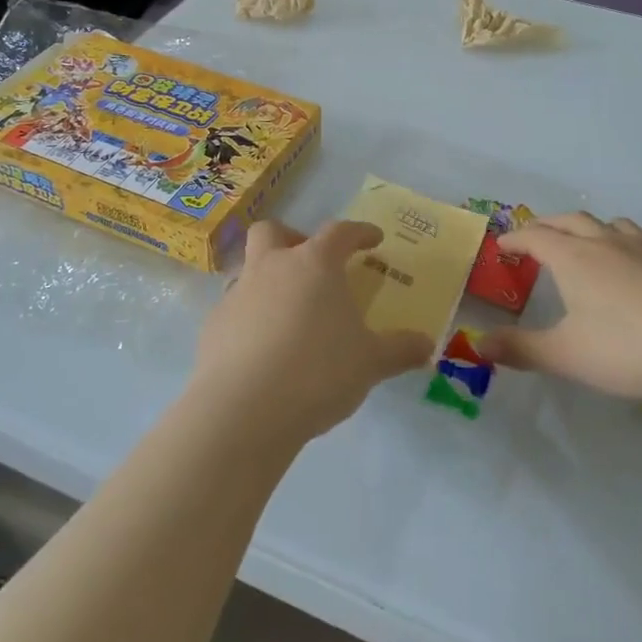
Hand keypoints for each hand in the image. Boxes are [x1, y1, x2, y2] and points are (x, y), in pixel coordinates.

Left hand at [189, 220, 435, 449]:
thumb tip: (427, 346)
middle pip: (273, 231)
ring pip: (248, 268)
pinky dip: (250, 318)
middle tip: (310, 264)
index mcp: (314, 265)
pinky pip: (234, 309)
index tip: (373, 239)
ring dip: (267, 280)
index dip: (359, 232)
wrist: (244, 410)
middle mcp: (271, 268)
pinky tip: (263, 349)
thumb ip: (400, 350)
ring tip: (288, 314)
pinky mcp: (213, 326)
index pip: (340, 232)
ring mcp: (237, 294)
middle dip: (292, 238)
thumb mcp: (371, 363)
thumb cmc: (317, 372)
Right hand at [476, 212, 641, 405]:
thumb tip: (477, 344)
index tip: (502, 247)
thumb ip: (520, 349)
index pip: (535, 236)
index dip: (515, 239)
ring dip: (586, 227)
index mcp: (573, 258)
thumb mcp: (566, 355)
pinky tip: (627, 268)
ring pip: (607, 224)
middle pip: (569, 221)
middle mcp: (605, 243)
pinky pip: (634, 239)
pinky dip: (617, 242)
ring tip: (582, 242)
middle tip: (533, 238)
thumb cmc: (628, 349)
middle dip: (546, 226)